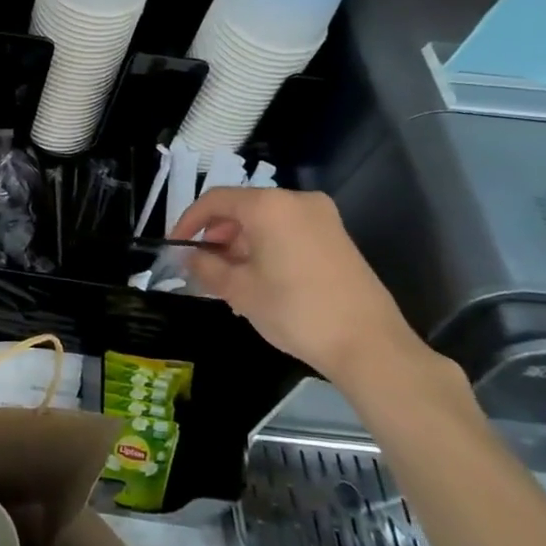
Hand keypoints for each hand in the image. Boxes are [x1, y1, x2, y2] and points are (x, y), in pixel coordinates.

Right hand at [171, 187, 424, 388]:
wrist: (369, 344)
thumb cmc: (295, 311)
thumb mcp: (240, 291)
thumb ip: (206, 267)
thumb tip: (189, 257)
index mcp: (269, 206)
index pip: (215, 200)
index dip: (189, 221)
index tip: (176, 246)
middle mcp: (297, 201)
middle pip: (243, 208)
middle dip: (217, 235)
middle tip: (203, 266)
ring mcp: (322, 218)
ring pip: (266, 221)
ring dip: (241, 243)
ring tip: (230, 279)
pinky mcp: (337, 237)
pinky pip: (288, 231)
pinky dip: (266, 247)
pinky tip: (260, 280)